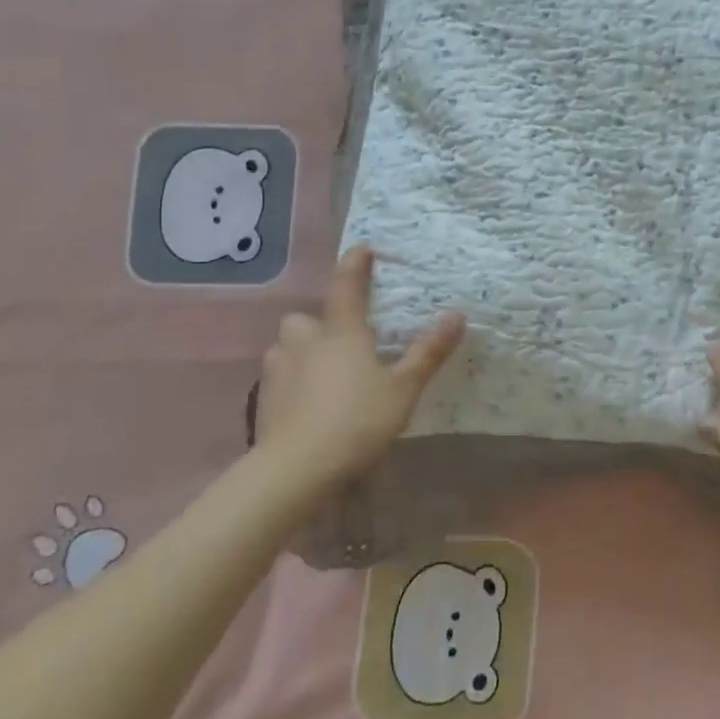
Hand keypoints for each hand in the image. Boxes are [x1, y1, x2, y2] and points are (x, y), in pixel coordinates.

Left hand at [255, 246, 464, 494]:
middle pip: (308, 319)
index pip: (347, 284)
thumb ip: (428, 352)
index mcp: (341, 331)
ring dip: (303, 354)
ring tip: (325, 377)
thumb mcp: (403, 389)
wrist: (295, 470)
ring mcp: (277, 369)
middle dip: (321, 325)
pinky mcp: (262, 399)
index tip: (363, 248)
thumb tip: (457, 314)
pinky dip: (292, 383)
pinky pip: (279, 378)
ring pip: (288, 348)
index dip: (356, 263)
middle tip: (344, 344)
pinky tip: (307, 406)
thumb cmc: (357, 421)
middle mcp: (304, 340)